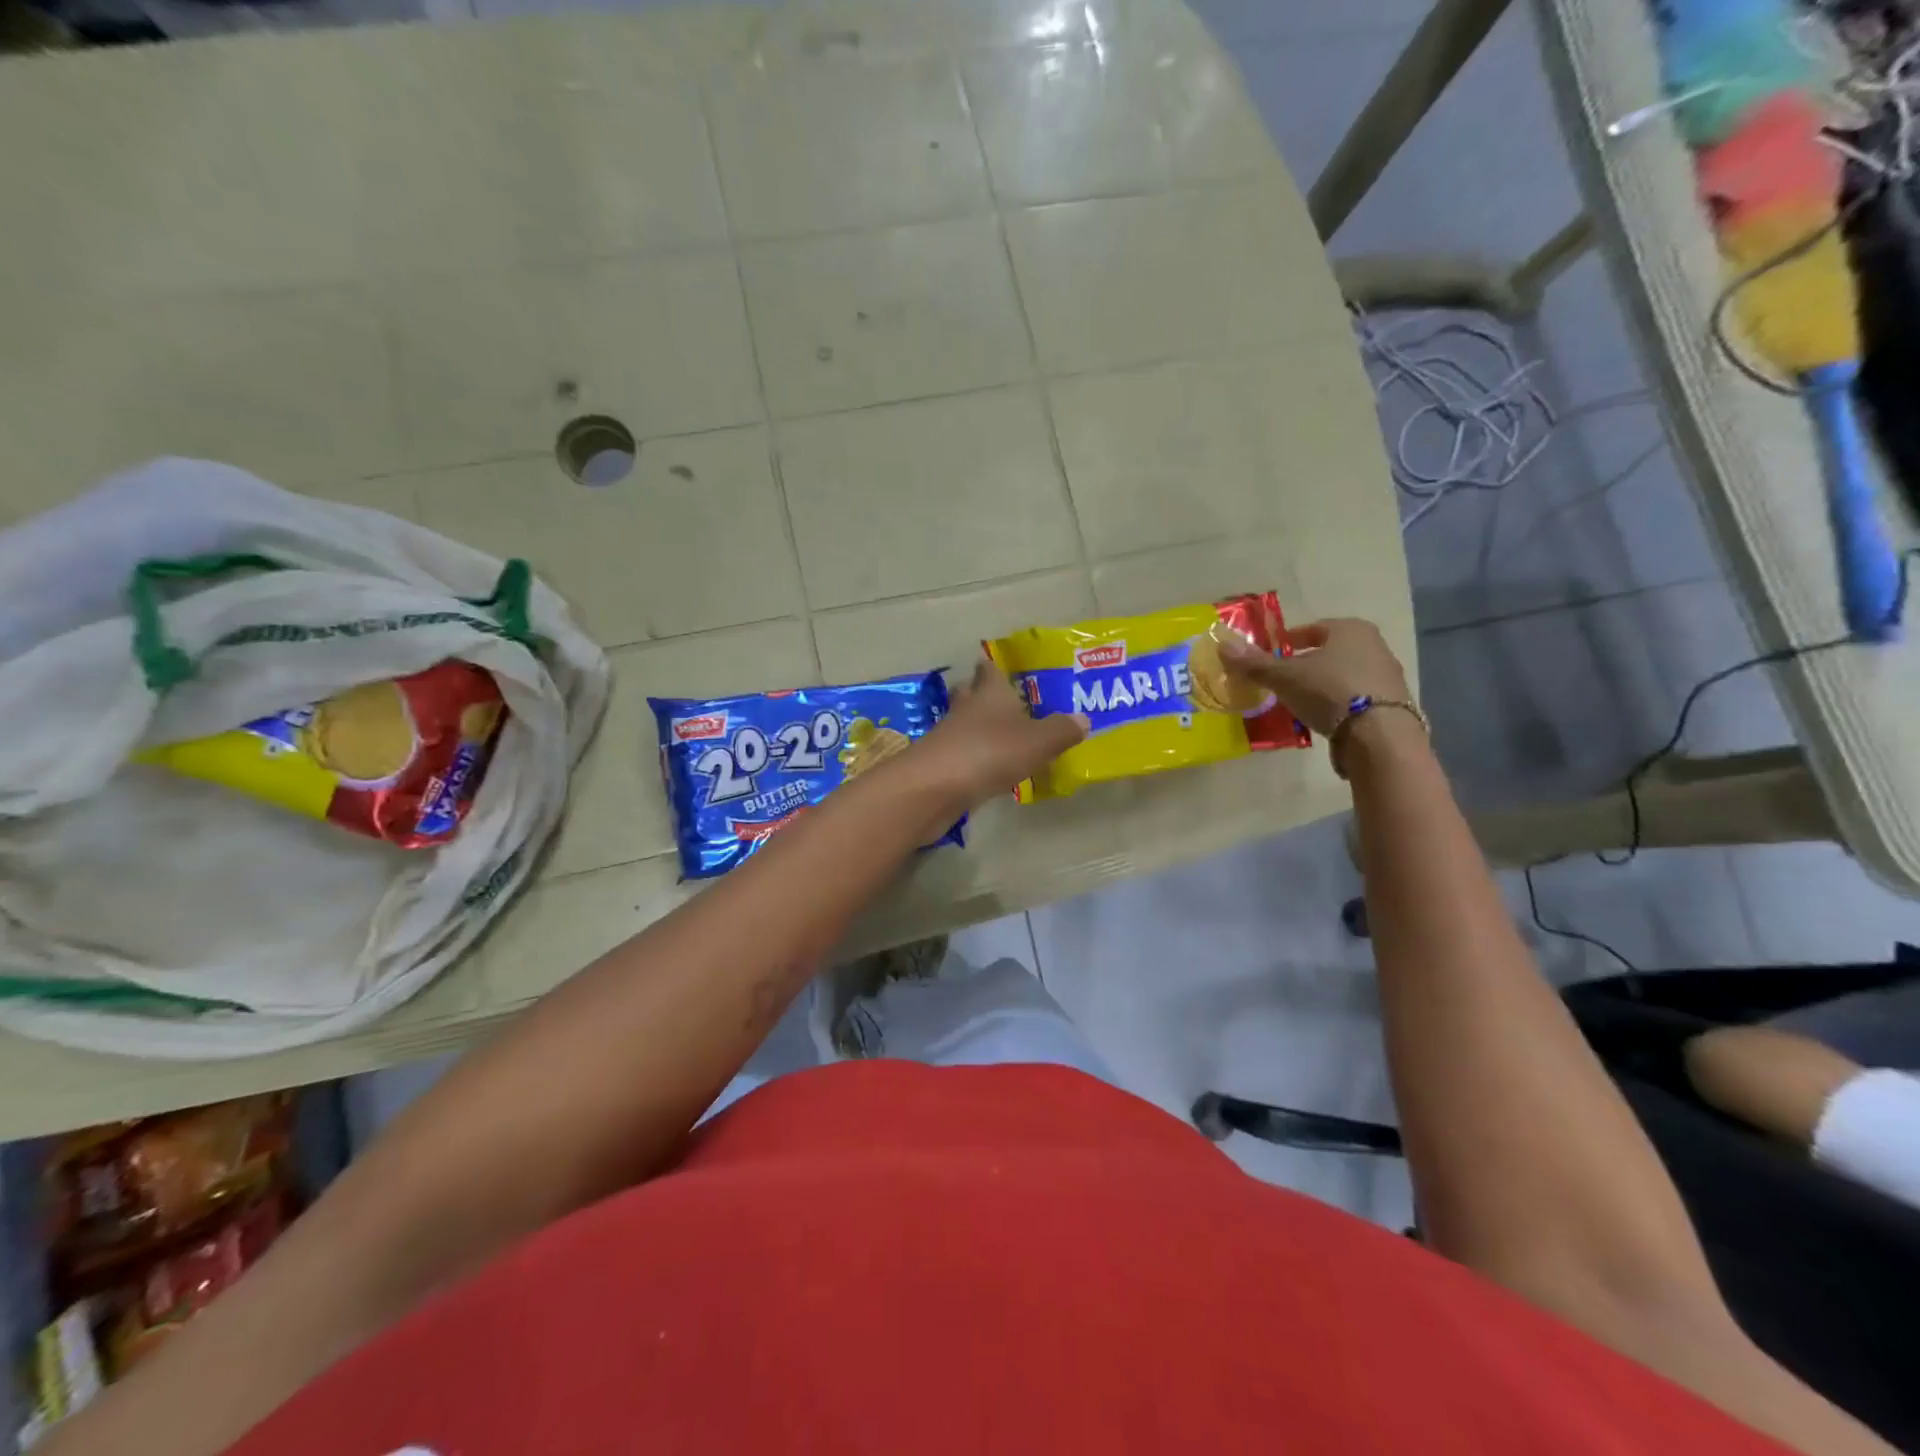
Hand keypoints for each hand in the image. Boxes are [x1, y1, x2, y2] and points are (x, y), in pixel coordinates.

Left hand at [912, 660, 1087, 811]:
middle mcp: (966, 709)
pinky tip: (987, 769)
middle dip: (981, 694)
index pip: (989, 670)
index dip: (994, 667)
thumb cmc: (990, 752)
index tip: (998, 666)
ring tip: (1000, 737)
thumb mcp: (1037, 742)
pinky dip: (973, 758)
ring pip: (964, 725)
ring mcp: (949, 737)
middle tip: (1001, 701)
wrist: (935, 787)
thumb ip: (1060, 730)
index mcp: (990, 694)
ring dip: (978, 728)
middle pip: (970, 694)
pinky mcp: (940, 766)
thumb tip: (1083, 718)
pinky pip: (961, 755)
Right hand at [1214, 618, 1409, 737]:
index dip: (1291, 639)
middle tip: (1283, 677)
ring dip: (1323, 683)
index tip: (1275, 651)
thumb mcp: (1284, 677)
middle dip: (1308, 662)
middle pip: (1332, 651)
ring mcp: (1388, 676)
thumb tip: (1223, 646)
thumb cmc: (1329, 691)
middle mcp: (1374, 646)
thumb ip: (1255, 663)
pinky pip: (1357, 697)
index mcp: (1350, 629)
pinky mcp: (1394, 705)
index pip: (1314, 628)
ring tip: (1300, 700)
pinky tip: (1323, 718)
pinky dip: (1339, 703)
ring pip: (1345, 674)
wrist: (1380, 734)